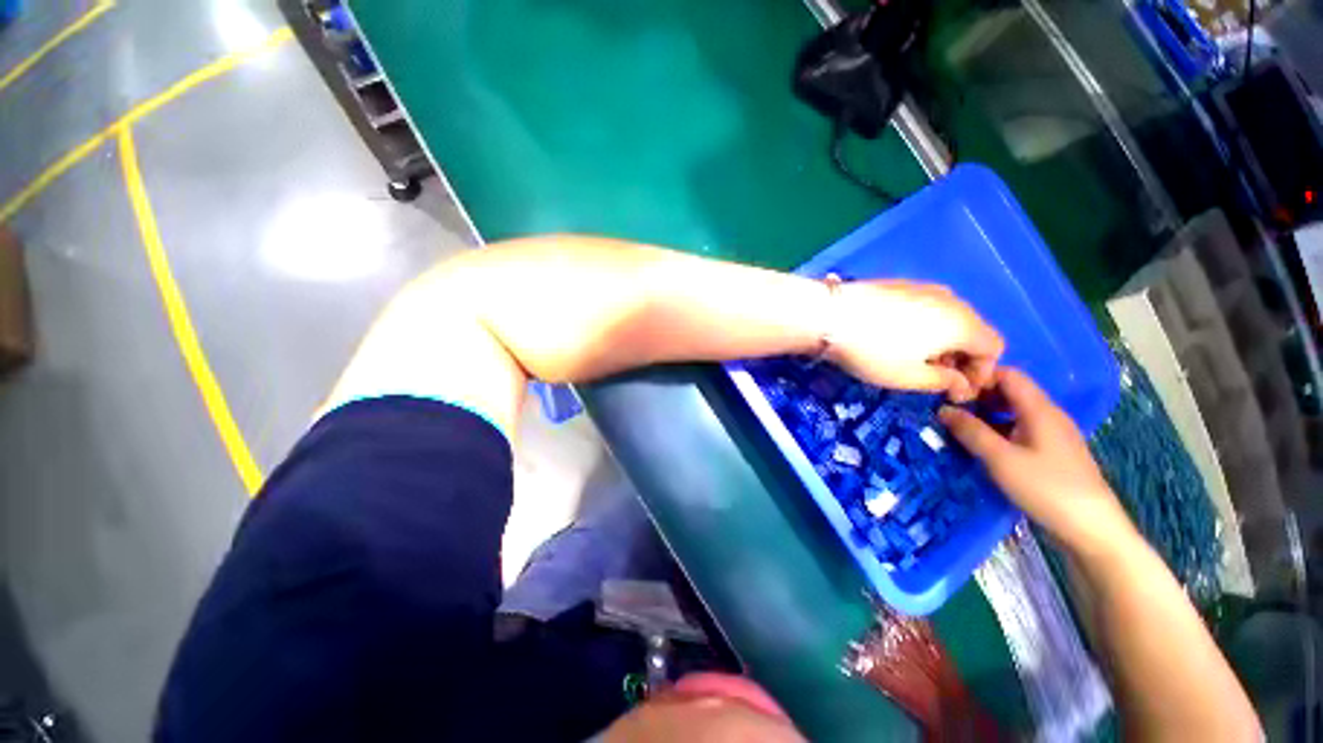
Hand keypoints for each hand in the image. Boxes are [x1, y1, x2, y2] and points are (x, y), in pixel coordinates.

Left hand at [828, 280, 1003, 401]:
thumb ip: (945, 382)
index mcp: (963, 323)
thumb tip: (962, 384)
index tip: (956, 391)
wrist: (828, 315)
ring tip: (915, 362)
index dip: (981, 373)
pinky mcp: (900, 285)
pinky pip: (926, 308)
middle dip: (961, 359)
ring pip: (948, 319)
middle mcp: (951, 299)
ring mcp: (924, 287)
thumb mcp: (910, 377)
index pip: (994, 348)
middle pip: (972, 331)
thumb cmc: (873, 352)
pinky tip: (898, 340)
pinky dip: (924, 327)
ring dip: (942, 343)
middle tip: (936, 379)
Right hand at [938, 368, 1134, 554]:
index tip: (949, 390)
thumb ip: (971, 431)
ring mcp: (1052, 435)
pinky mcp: (1051, 453)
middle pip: (1010, 391)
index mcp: (1039, 409)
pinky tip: (982, 446)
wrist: (1091, 530)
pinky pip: (1019, 430)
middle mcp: (1048, 415)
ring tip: (957, 427)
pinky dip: (998, 430)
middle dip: (978, 396)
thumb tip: (942, 409)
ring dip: (985, 415)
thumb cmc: (1046, 488)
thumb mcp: (1001, 459)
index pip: (1007, 375)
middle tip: (947, 409)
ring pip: (1013, 412)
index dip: (978, 377)